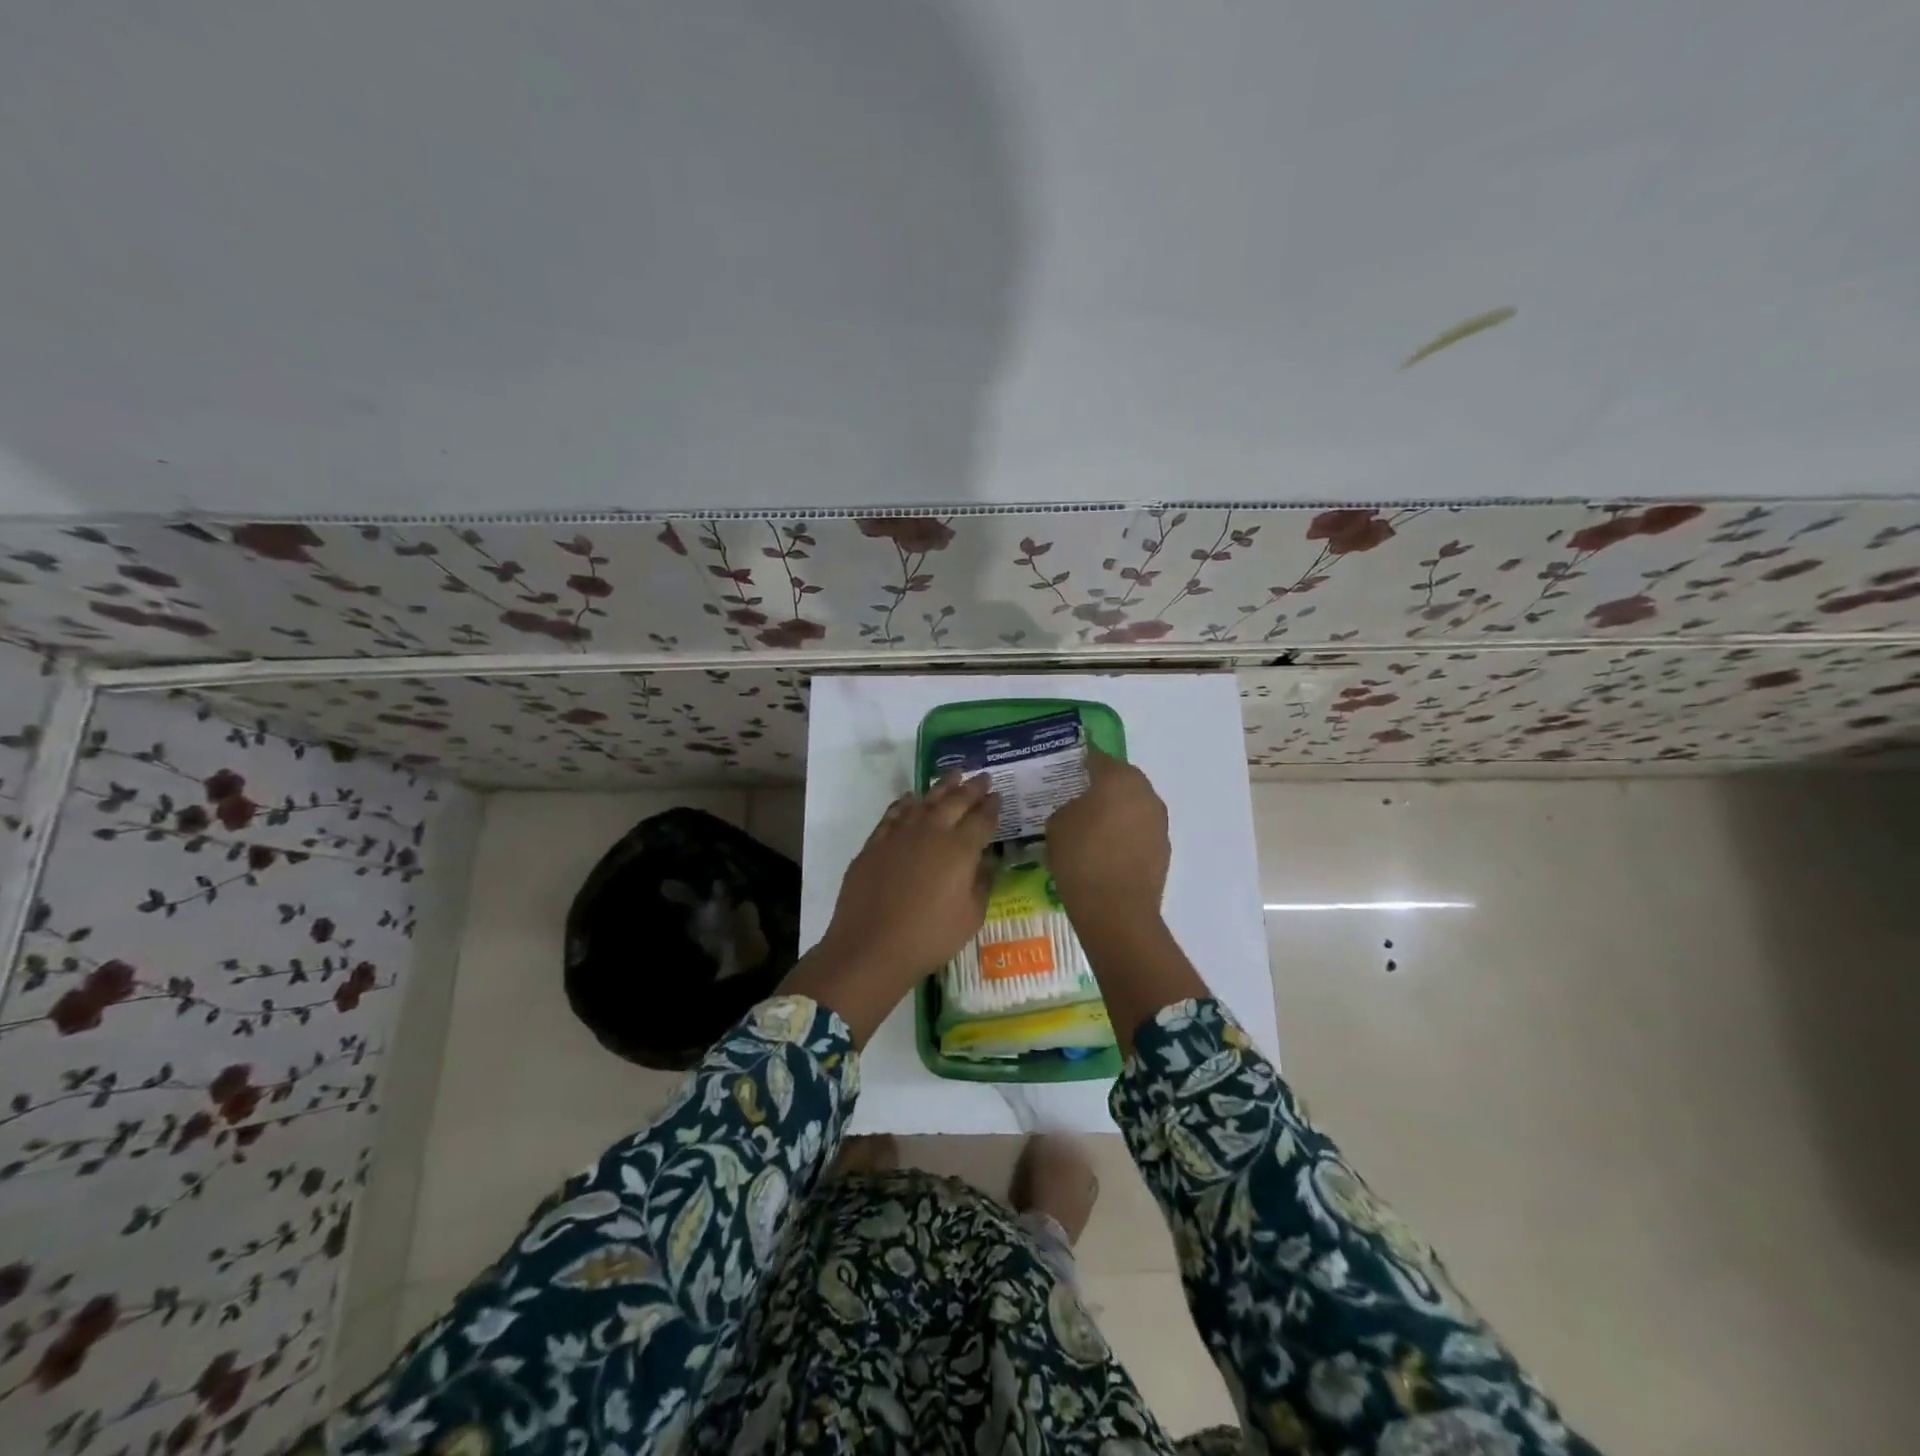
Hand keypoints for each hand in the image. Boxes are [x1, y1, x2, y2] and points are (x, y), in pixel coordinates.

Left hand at [782, 773, 999, 1042]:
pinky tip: (911, 798)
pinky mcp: (875, 843)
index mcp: (960, 849)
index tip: (998, 796)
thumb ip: (982, 883)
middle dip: (972, 788)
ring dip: (941, 786)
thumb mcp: (971, 917)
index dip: (992, 807)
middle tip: (983, 777)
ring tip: (953, 775)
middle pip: (955, 801)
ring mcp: (899, 834)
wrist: (871, 946)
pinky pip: (894, 813)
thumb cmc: (929, 937)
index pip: (982, 819)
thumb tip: (986, 862)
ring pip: (924, 800)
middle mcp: (931, 832)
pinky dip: (905, 802)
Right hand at [1046, 749, 1202, 1054]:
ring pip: (1132, 805)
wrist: (1116, 910)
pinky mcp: (1163, 848)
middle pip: (1120, 779)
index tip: (1064, 766)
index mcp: (1118, 778)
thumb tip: (1077, 809)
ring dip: (1115, 810)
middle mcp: (1145, 792)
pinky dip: (1124, 834)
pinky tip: (1105, 850)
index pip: (1096, 757)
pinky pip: (1139, 830)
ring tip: (1090, 826)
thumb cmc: (1081, 858)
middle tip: (1076, 796)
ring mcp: (1158, 821)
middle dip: (1100, 785)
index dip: (1079, 760)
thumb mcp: (1057, 824)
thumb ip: (1067, 807)